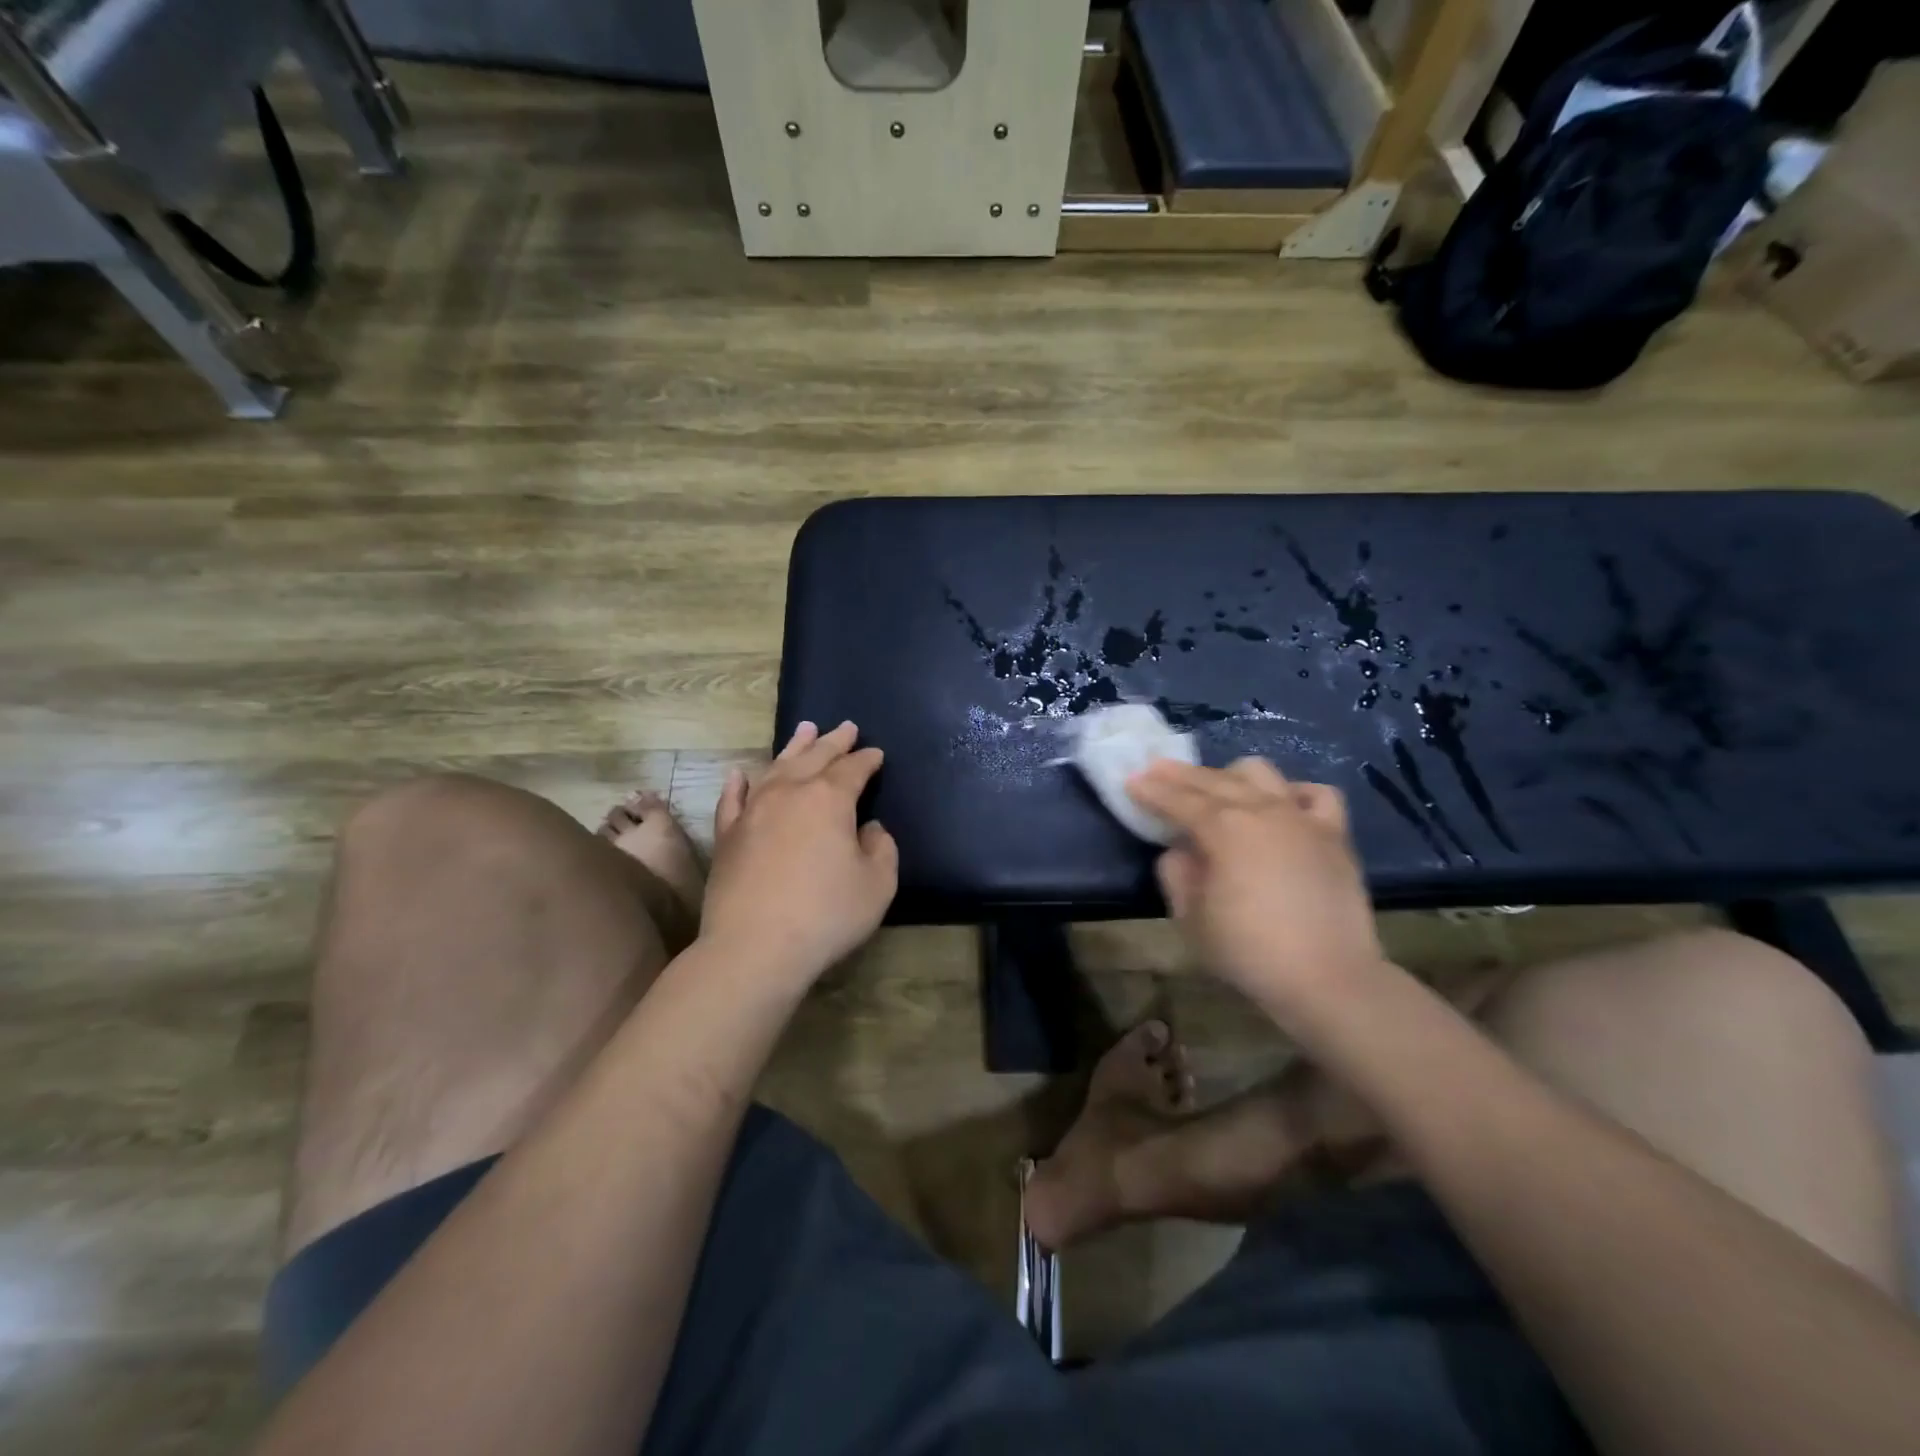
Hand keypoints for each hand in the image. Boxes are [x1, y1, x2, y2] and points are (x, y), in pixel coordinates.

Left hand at [702, 720, 898, 986]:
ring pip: (775, 767)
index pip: (853, 769)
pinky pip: (733, 799)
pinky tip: (740, 773)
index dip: (867, 759)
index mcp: (829, 799)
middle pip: (815, 757)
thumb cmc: (826, 915)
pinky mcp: (727, 835)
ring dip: (794, 748)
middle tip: (846, 727)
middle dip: (834, 741)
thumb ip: (882, 849)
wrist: (755, 947)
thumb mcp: (878, 885)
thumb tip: (870, 829)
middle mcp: (789, 793)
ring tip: (805, 729)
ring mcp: (753, 811)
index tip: (876, 753)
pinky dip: (738, 783)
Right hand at [1127, 757, 1384, 1013]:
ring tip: (1216, 786)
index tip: (1131, 780)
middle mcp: (1262, 810)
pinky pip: (1316, 795)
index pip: (1178, 800)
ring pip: (1262, 774)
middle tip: (1157, 768)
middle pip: (1214, 780)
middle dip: (1180, 774)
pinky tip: (1281, 803)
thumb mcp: (1190, 918)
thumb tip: (1181, 850)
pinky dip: (1292, 793)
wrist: (1328, 979)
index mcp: (1224, 829)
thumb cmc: (1249, 951)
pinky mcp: (1334, 834)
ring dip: (1231, 776)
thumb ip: (1176, 873)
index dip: (1151, 790)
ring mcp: (1302, 818)